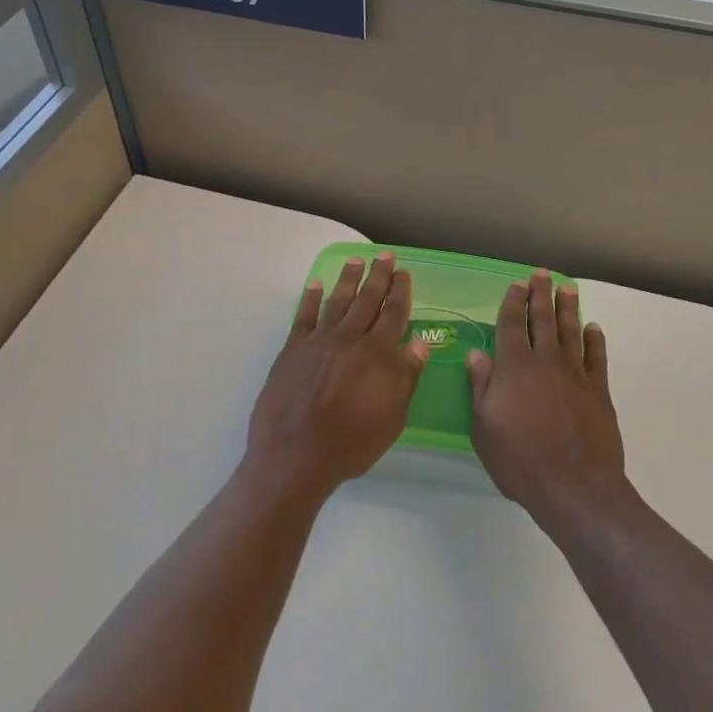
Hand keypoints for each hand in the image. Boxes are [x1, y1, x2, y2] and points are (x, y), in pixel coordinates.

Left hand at [246, 252, 429, 504]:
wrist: (295, 456)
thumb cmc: (351, 444)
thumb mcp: (392, 418)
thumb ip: (406, 377)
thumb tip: (420, 342)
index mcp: (377, 355)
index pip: (393, 314)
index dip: (400, 292)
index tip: (404, 273)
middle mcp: (349, 339)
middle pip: (367, 299)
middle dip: (378, 275)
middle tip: (384, 255)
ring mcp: (318, 341)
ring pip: (337, 301)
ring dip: (348, 279)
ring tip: (355, 260)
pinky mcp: (293, 349)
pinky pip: (303, 315)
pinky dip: (310, 298)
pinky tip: (315, 284)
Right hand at [467, 271, 631, 529]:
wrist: (575, 487)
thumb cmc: (520, 459)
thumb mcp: (484, 427)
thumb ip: (481, 386)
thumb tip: (477, 354)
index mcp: (514, 367)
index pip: (511, 325)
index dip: (513, 303)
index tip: (517, 285)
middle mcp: (545, 361)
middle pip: (543, 319)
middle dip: (541, 294)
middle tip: (543, 274)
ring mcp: (575, 374)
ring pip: (571, 331)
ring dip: (568, 308)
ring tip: (568, 288)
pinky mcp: (598, 391)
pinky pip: (596, 357)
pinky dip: (594, 340)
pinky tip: (593, 328)